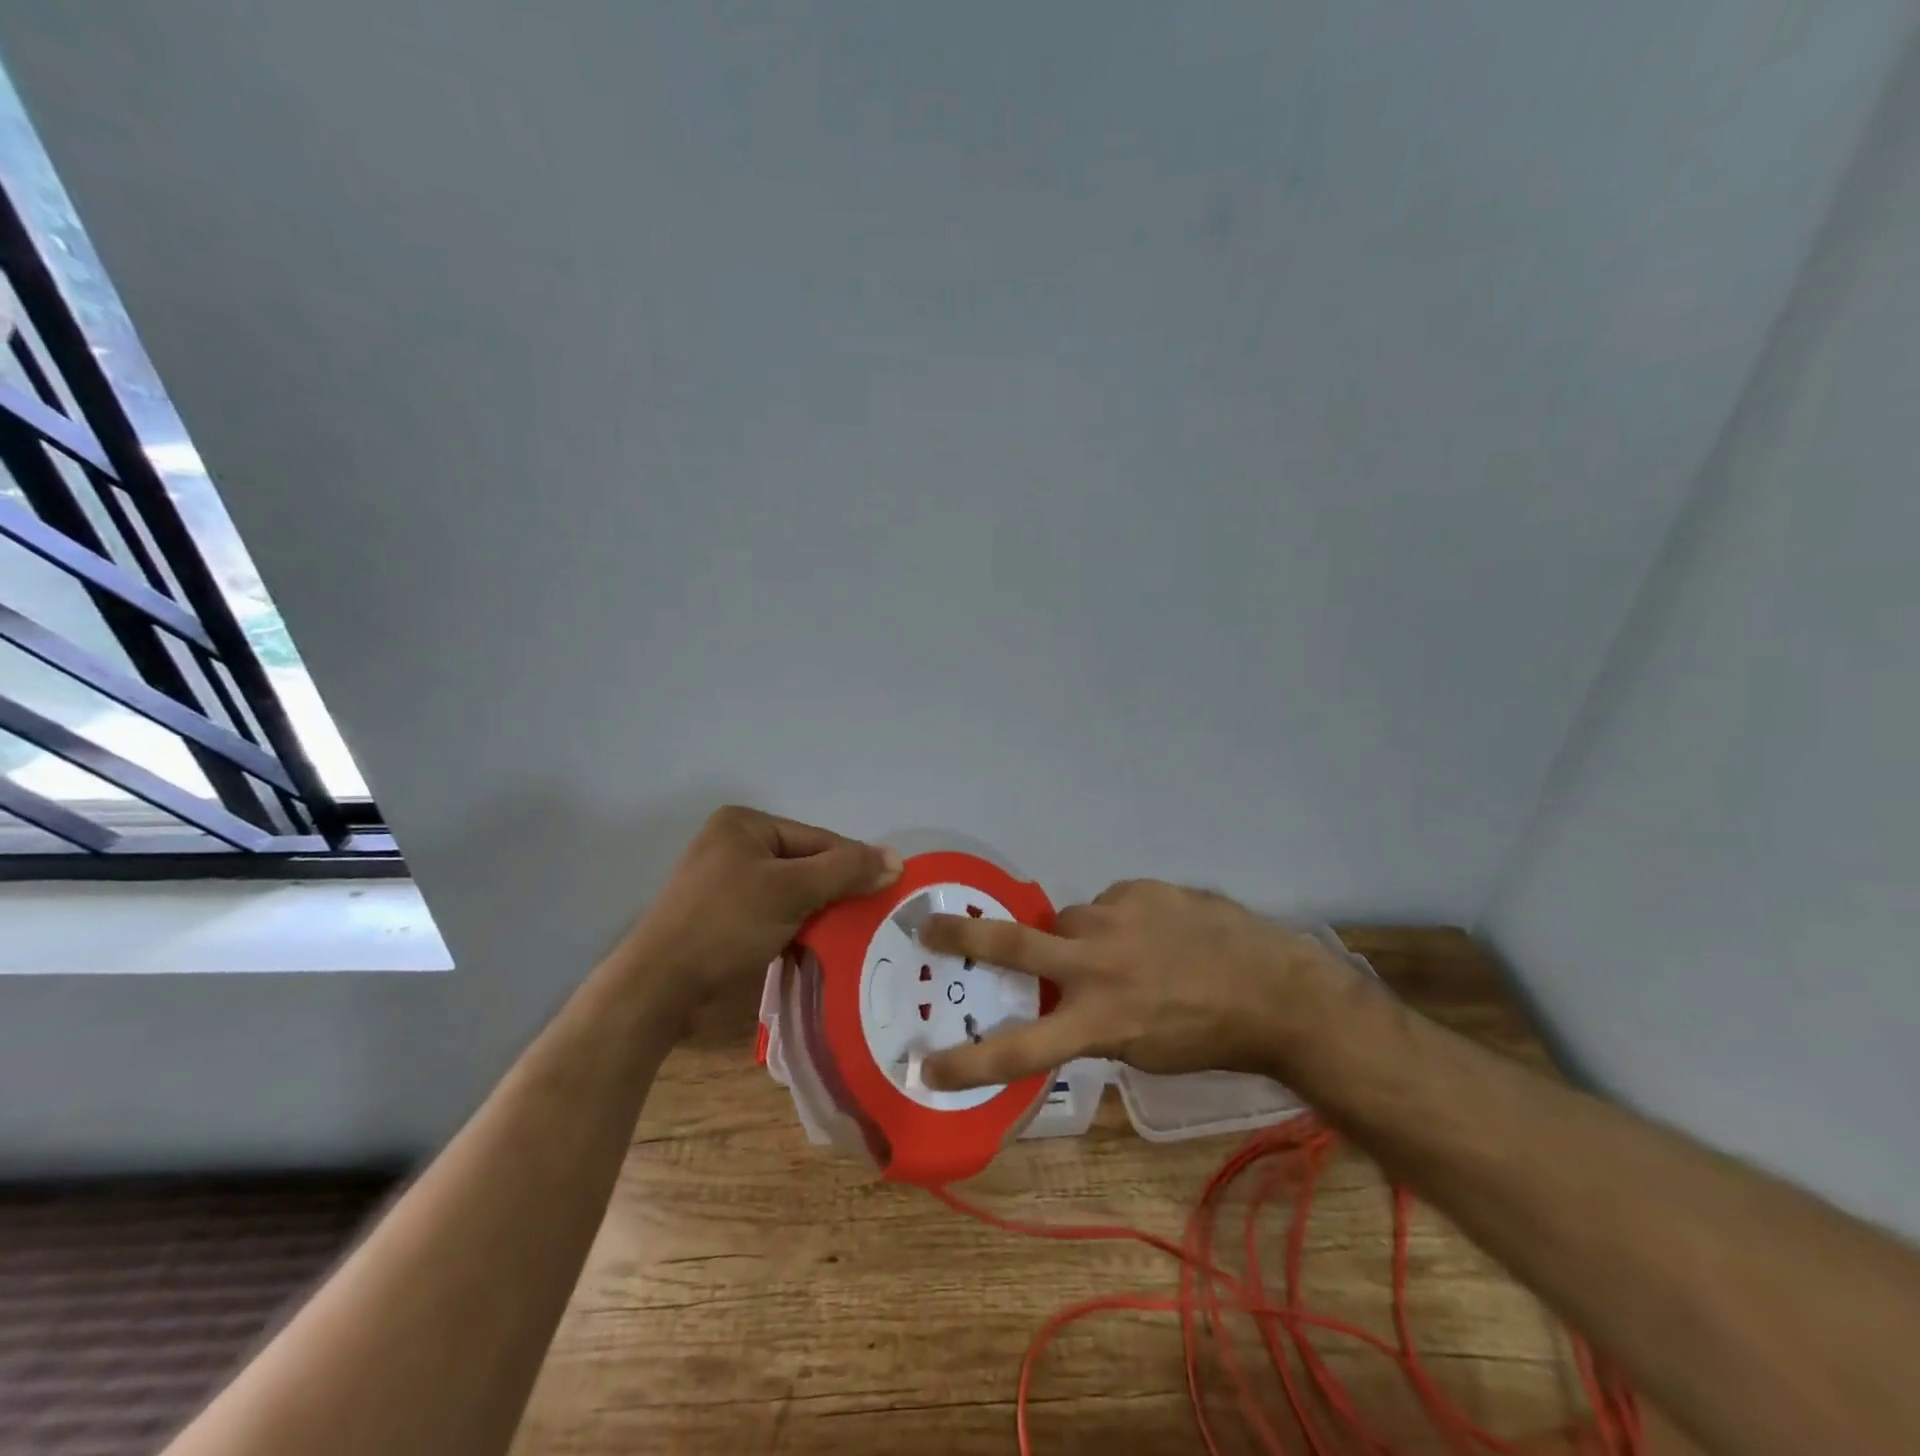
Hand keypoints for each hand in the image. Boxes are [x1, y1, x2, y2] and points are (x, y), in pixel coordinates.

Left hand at [618, 805, 900, 1011]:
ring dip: (817, 913)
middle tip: (867, 919)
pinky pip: (773, 911)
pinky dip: (795, 926)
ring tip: (847, 936)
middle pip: (806, 864)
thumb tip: (897, 859)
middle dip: (834, 892)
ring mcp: (725, 880)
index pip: (818, 839)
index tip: (884, 894)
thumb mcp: (792, 890)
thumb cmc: (725, 924)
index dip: (852, 866)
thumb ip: (845, 871)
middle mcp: (734, 843)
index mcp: (746, 823)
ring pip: (792, 891)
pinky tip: (814, 946)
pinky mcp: (721, 915)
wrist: (658, 987)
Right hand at [918, 878, 1350, 1089]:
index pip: (1018, 1050)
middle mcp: (1095, 964)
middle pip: (1011, 944)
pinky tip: (1154, 932)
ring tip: (1119, 949)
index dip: (967, 1062)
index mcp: (1097, 1022)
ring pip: (1067, 918)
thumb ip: (1094, 1024)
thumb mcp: (1143, 1052)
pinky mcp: (1139, 889)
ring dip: (1077, 935)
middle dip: (962, 937)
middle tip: (928, 925)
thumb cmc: (1210, 1037)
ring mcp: (1116, 917)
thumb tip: (1065, 999)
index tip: (926, 1066)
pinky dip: (1120, 919)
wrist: (1276, 989)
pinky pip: (1111, 903)